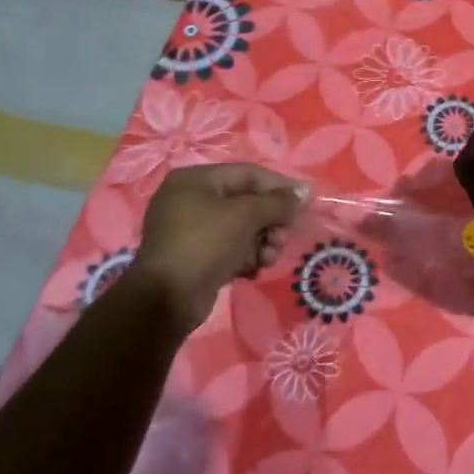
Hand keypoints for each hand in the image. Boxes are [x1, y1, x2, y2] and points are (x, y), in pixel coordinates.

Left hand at [129, 164, 308, 331]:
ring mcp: (191, 229)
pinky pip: (231, 246)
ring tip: (269, 258)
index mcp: (195, 180)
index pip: (249, 174)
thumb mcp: (246, 216)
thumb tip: (304, 193)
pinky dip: (247, 255)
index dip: (280, 186)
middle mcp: (191, 199)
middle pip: (247, 202)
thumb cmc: (205, 244)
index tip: (305, 201)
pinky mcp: (196, 255)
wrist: (167, 299)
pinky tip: (254, 269)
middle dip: (271, 221)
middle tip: (284, 237)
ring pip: (242, 227)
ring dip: (263, 241)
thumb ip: (278, 202)